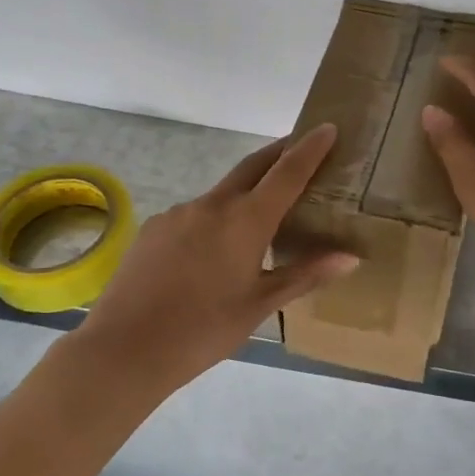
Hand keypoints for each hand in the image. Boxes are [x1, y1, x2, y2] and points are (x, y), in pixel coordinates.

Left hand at [73, 124, 357, 388]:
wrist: (125, 348)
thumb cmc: (203, 330)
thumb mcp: (260, 305)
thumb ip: (304, 275)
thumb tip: (350, 256)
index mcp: (246, 221)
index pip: (287, 172)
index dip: (310, 148)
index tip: (327, 127)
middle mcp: (213, 205)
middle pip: (253, 166)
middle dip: (279, 153)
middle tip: (301, 149)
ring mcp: (179, 212)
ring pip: (223, 193)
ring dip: (246, 193)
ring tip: (260, 219)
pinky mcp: (155, 227)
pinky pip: (195, 214)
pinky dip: (216, 219)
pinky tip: (213, 252)